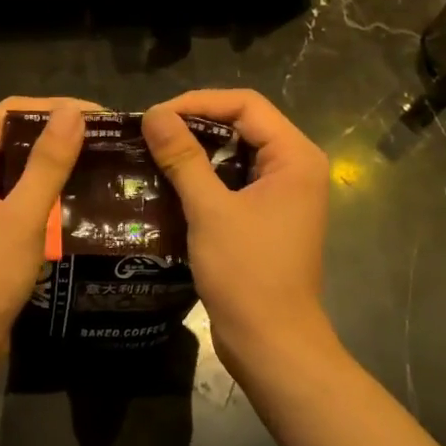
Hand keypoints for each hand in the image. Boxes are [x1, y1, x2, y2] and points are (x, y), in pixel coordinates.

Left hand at [0, 97, 92, 368]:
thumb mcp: (23, 218)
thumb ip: (48, 162)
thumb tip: (75, 112)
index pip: (11, 112)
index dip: (56, 108)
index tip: (102, 118)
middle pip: (12, 135)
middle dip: (58, 135)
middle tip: (108, 141)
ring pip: (15, 165)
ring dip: (53, 164)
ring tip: (101, 164)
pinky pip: (13, 192)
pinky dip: (42, 190)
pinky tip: (78, 197)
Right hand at [142, 89, 336, 376]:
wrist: (272, 344)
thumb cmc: (247, 274)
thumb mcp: (210, 211)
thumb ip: (183, 158)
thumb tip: (153, 114)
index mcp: (295, 157)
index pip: (246, 105)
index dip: (198, 101)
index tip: (155, 116)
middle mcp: (295, 167)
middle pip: (242, 123)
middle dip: (195, 122)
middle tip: (150, 132)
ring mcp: (282, 193)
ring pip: (235, 152)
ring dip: (196, 149)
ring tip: (153, 151)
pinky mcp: (267, 215)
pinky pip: (234, 179)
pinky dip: (203, 175)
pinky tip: (169, 181)